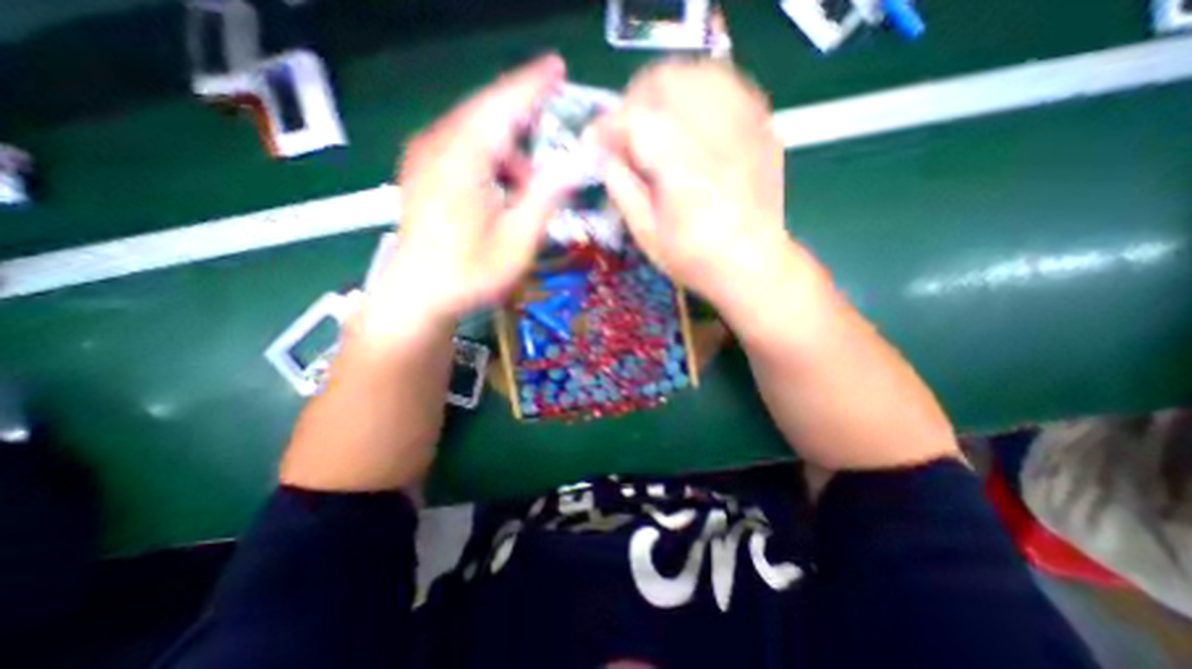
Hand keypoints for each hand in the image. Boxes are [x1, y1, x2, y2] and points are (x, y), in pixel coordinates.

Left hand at [354, 53, 570, 349]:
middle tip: (553, 141)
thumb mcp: (517, 241)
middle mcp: (437, 147)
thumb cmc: (470, 274)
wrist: (418, 295)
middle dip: (524, 122)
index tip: (558, 67)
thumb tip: (571, 167)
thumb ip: (544, 199)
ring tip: (526, 189)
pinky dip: (490, 160)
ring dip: (508, 153)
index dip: (532, 84)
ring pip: (476, 133)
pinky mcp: (422, 171)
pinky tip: (501, 190)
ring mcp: (424, 157)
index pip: (501, 106)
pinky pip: (463, 148)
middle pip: (487, 114)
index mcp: (462, 160)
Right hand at [591, 59, 794, 306]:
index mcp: (683, 169)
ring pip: (699, 73)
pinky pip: (728, 85)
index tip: (594, 145)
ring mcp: (747, 127)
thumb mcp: (647, 234)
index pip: (636, 119)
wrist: (753, 265)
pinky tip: (689, 121)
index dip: (607, 127)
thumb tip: (602, 155)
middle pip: (667, 81)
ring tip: (655, 124)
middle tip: (624, 134)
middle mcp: (717, 136)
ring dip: (666, 92)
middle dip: (634, 101)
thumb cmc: (695, 259)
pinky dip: (699, 93)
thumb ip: (621, 188)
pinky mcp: (763, 127)